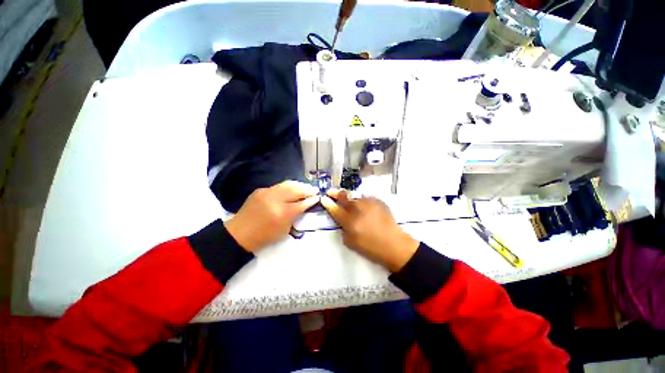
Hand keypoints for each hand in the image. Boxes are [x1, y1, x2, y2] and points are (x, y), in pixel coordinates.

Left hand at [224, 181, 318, 251]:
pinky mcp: (261, 190)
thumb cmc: (264, 236)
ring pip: (288, 184)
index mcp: (282, 213)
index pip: (302, 203)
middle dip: (307, 189)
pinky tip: (292, 188)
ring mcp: (267, 192)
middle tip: (315, 190)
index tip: (317, 197)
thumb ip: (296, 216)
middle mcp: (275, 200)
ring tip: (306, 186)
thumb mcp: (285, 230)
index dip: (311, 200)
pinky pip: (278, 185)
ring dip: (299, 185)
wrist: (240, 233)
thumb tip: (305, 205)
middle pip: (296, 190)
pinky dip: (288, 186)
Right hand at [320, 189, 418, 271]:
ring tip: (351, 202)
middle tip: (330, 191)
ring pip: (355, 197)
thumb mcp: (350, 242)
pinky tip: (364, 206)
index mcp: (349, 220)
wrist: (394, 244)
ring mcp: (368, 203)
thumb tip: (342, 220)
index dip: (327, 203)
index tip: (323, 198)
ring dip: (350, 199)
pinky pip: (366, 199)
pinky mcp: (378, 201)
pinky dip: (362, 202)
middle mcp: (357, 208)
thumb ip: (343, 229)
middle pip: (343, 196)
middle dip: (335, 193)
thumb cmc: (371, 247)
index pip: (334, 209)